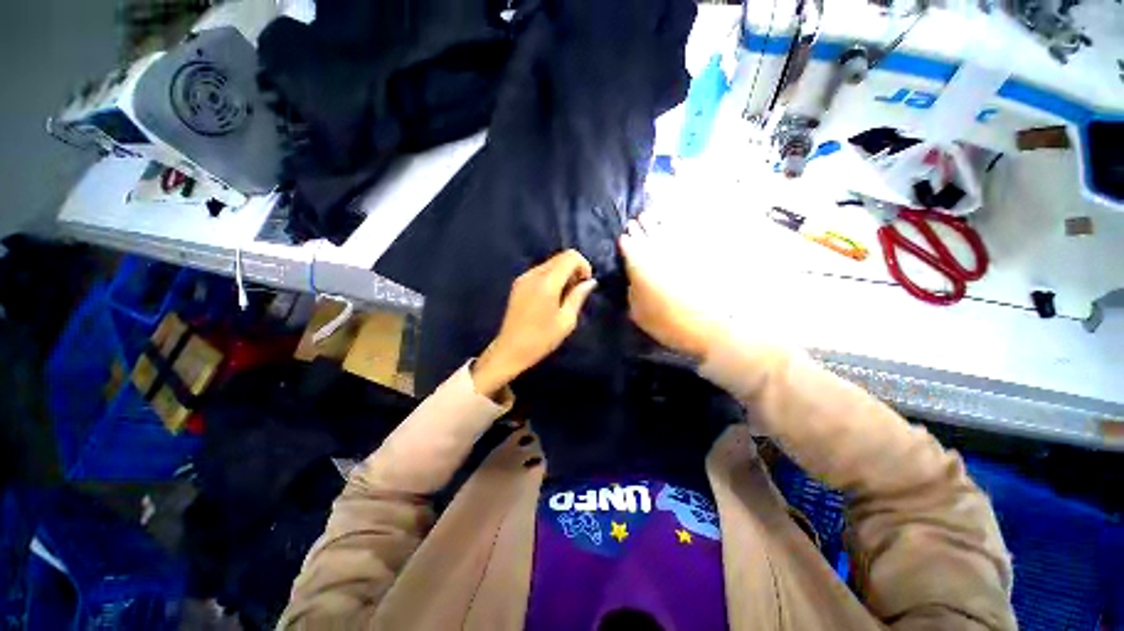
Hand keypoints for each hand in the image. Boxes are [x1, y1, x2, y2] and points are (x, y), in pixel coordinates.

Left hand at [472, 250, 597, 397]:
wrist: (510, 350)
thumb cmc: (541, 339)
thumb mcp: (566, 321)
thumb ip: (578, 296)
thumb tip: (590, 282)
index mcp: (547, 282)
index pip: (570, 256)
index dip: (583, 265)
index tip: (585, 283)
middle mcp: (533, 274)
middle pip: (559, 257)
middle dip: (573, 269)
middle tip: (576, 291)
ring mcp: (523, 278)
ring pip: (550, 263)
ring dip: (562, 273)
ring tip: (564, 296)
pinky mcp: (518, 284)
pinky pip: (540, 272)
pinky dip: (551, 278)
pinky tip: (551, 297)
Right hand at [619, 218, 718, 359]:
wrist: (707, 325)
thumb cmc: (666, 322)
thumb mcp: (638, 313)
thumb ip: (632, 294)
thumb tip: (633, 284)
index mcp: (639, 265)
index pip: (628, 247)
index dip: (625, 242)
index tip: (622, 238)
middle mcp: (658, 252)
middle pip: (646, 234)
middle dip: (639, 228)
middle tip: (634, 222)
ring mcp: (679, 251)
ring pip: (664, 231)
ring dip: (656, 223)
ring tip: (649, 216)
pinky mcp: (698, 255)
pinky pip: (685, 234)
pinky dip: (678, 227)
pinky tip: (675, 224)